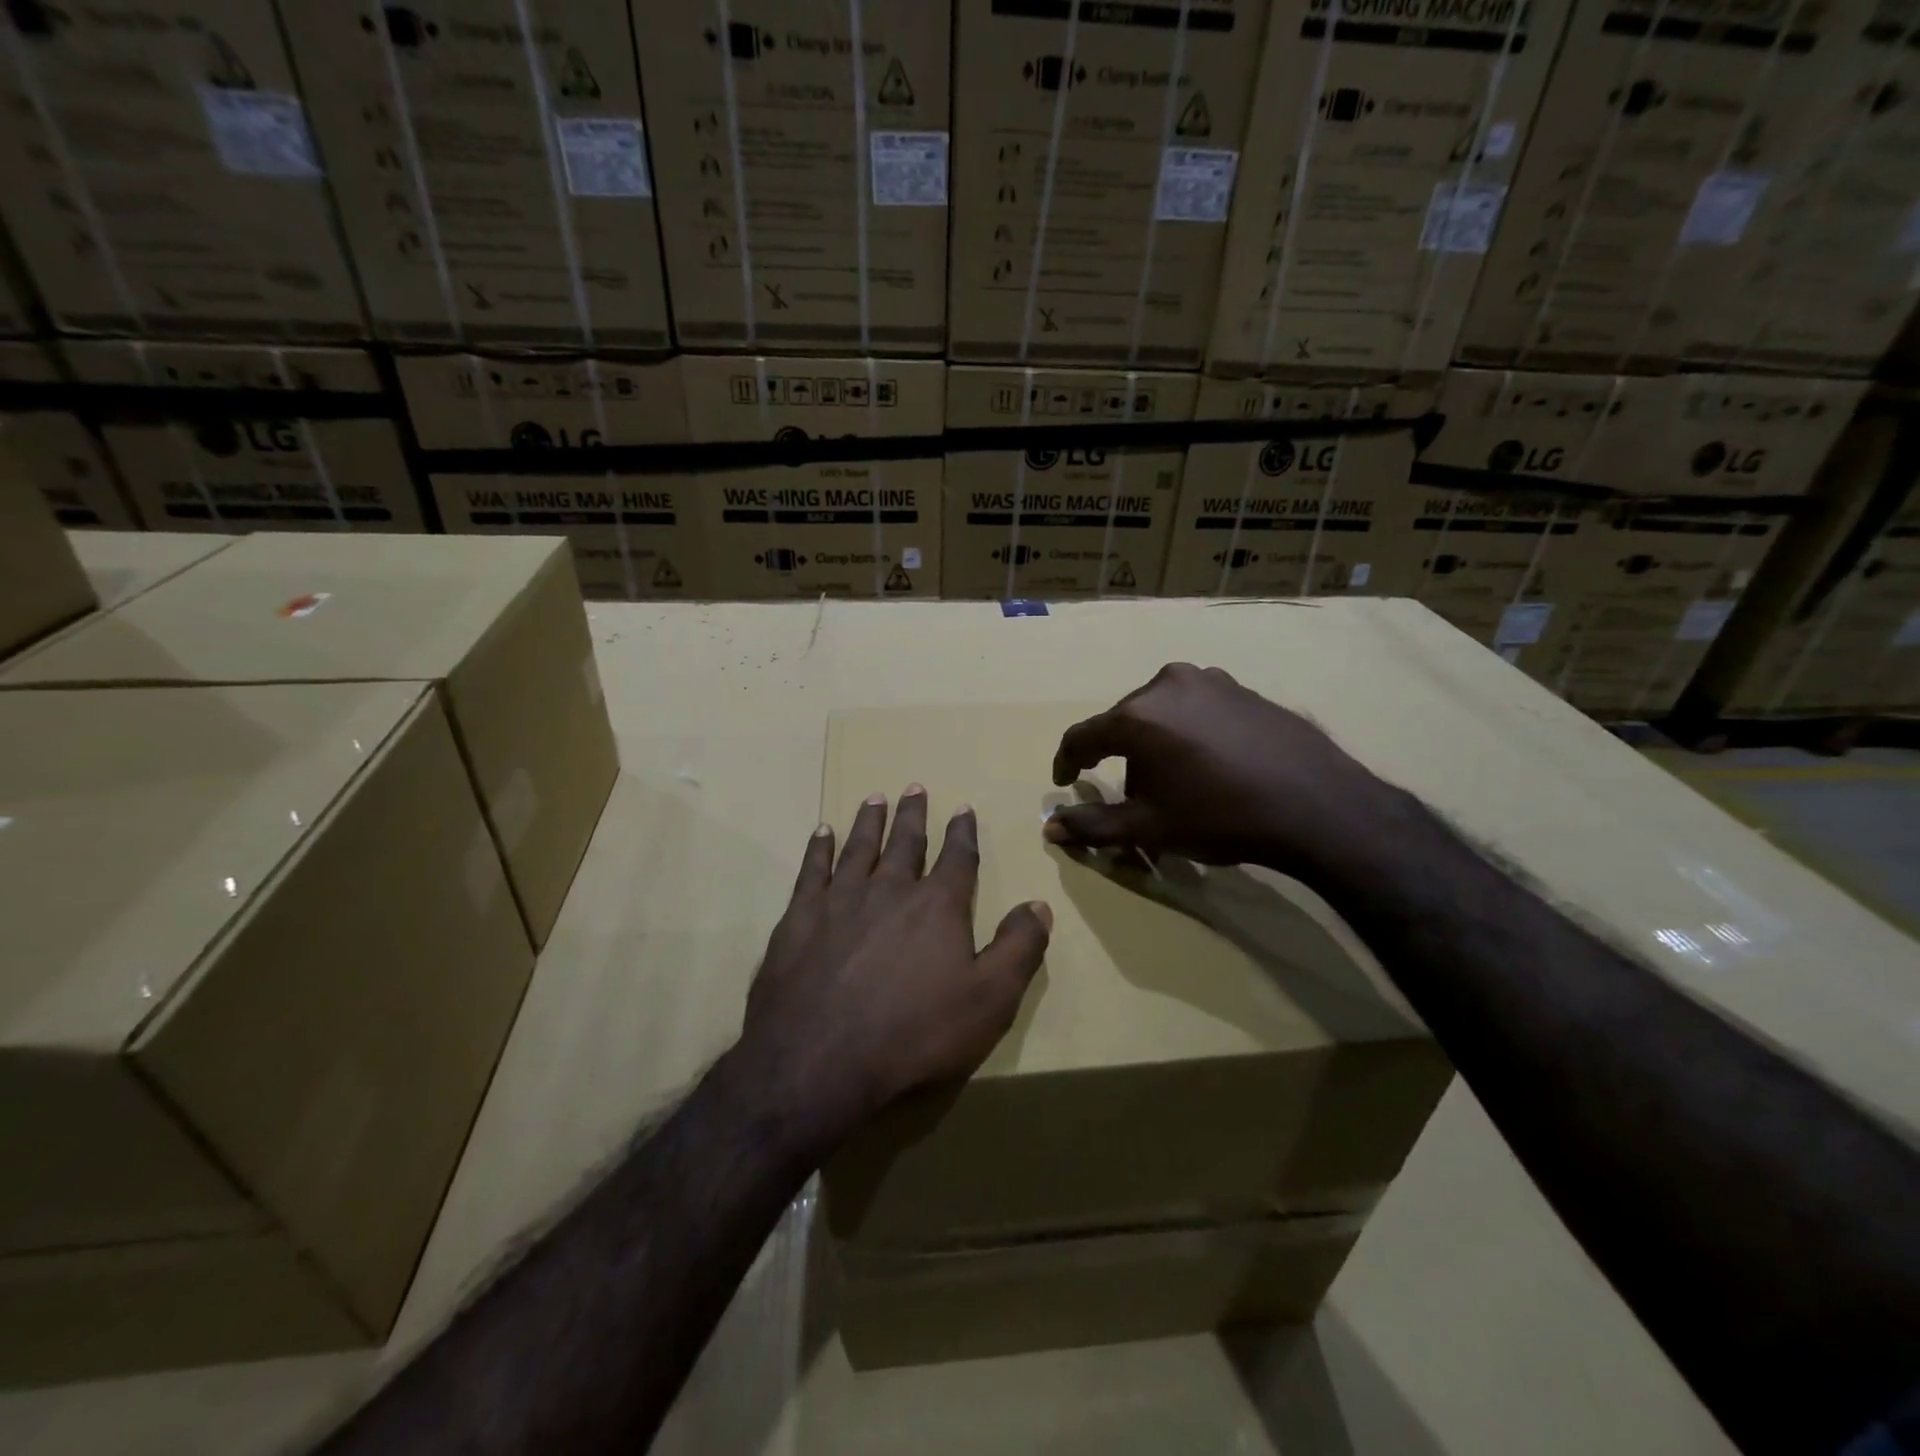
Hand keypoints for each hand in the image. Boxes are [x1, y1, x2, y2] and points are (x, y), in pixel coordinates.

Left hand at [741, 789, 1052, 1151]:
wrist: (818, 1063)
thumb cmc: (914, 1036)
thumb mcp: (989, 1002)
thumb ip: (1018, 949)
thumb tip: (1039, 905)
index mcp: (937, 907)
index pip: (957, 858)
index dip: (963, 832)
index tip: (963, 808)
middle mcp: (889, 890)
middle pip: (905, 842)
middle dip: (913, 815)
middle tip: (915, 787)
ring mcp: (839, 901)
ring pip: (859, 848)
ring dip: (869, 821)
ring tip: (875, 798)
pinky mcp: (799, 919)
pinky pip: (811, 870)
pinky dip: (819, 848)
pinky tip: (821, 832)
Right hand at [1044, 663, 1405, 883]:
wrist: (1318, 806)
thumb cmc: (1220, 816)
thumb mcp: (1149, 828)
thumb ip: (1093, 825)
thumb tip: (1049, 828)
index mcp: (1137, 714)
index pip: (1082, 736)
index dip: (1067, 762)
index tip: (1066, 782)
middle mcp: (1167, 683)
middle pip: (1124, 722)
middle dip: (1121, 759)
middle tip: (1134, 797)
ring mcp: (1209, 679)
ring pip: (1161, 714)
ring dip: (1155, 745)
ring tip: (1178, 784)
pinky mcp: (1242, 687)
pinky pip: (1196, 709)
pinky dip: (1189, 734)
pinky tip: (1211, 766)